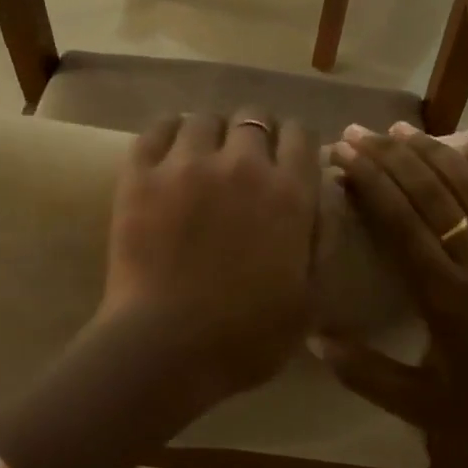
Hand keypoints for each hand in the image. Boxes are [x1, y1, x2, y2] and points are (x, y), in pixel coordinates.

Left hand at [99, 110, 319, 401]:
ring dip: (211, 133)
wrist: (167, 349)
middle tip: (245, 161)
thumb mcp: (312, 297)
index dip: (295, 142)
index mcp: (289, 193)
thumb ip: (325, 236)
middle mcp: (243, 164)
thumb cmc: (247, 336)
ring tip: (203, 157)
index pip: (300, 134)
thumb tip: (326, 189)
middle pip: (254, 117)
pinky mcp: (141, 175)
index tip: (287, 158)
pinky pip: (157, 128)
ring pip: (204, 119)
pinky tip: (170, 149)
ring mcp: (187, 165)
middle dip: (255, 134)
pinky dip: (168, 131)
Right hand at [318, 124, 467, 467]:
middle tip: (360, 132)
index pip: (401, 225)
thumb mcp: (419, 405)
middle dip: (391, 159)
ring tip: (402, 129)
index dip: (371, 184)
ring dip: (436, 154)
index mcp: (445, 298)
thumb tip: (314, 340)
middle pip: (431, 197)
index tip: (345, 155)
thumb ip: (364, 374)